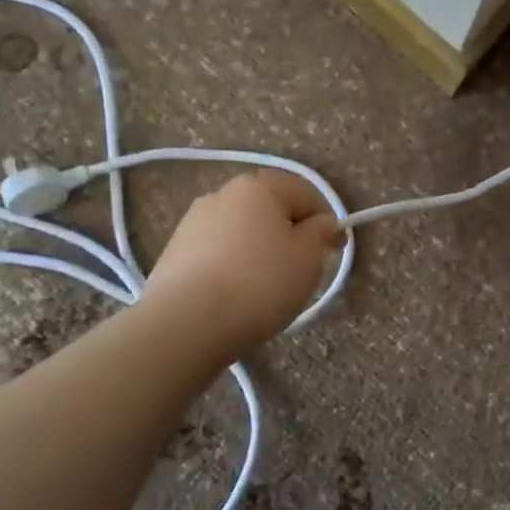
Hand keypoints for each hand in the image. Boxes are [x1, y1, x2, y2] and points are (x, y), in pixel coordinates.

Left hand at [144, 170, 343, 356]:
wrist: (187, 323)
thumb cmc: (260, 283)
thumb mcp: (308, 257)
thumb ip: (321, 232)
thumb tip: (320, 222)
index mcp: (258, 187)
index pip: (304, 193)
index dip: (326, 220)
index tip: (335, 251)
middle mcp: (222, 194)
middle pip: (269, 209)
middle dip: (290, 233)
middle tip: (303, 269)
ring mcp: (192, 223)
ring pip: (242, 232)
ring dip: (260, 250)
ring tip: (268, 287)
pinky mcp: (174, 253)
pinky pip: (218, 253)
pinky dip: (234, 266)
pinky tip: (238, 296)